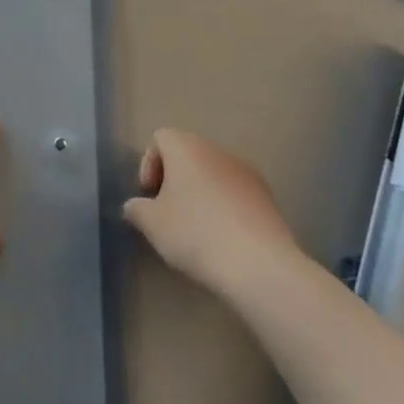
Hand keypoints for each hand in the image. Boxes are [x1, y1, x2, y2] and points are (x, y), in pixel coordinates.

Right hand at [123, 129, 295, 295]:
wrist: (259, 264)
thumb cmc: (195, 233)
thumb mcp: (152, 224)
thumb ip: (137, 209)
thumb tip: (136, 206)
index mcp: (186, 147)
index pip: (160, 138)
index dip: (149, 164)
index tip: (149, 195)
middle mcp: (217, 150)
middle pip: (188, 154)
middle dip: (174, 180)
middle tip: (167, 213)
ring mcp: (247, 172)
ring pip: (213, 173)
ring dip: (200, 193)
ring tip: (196, 230)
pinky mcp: (267, 197)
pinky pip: (236, 193)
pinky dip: (224, 208)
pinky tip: (223, 239)